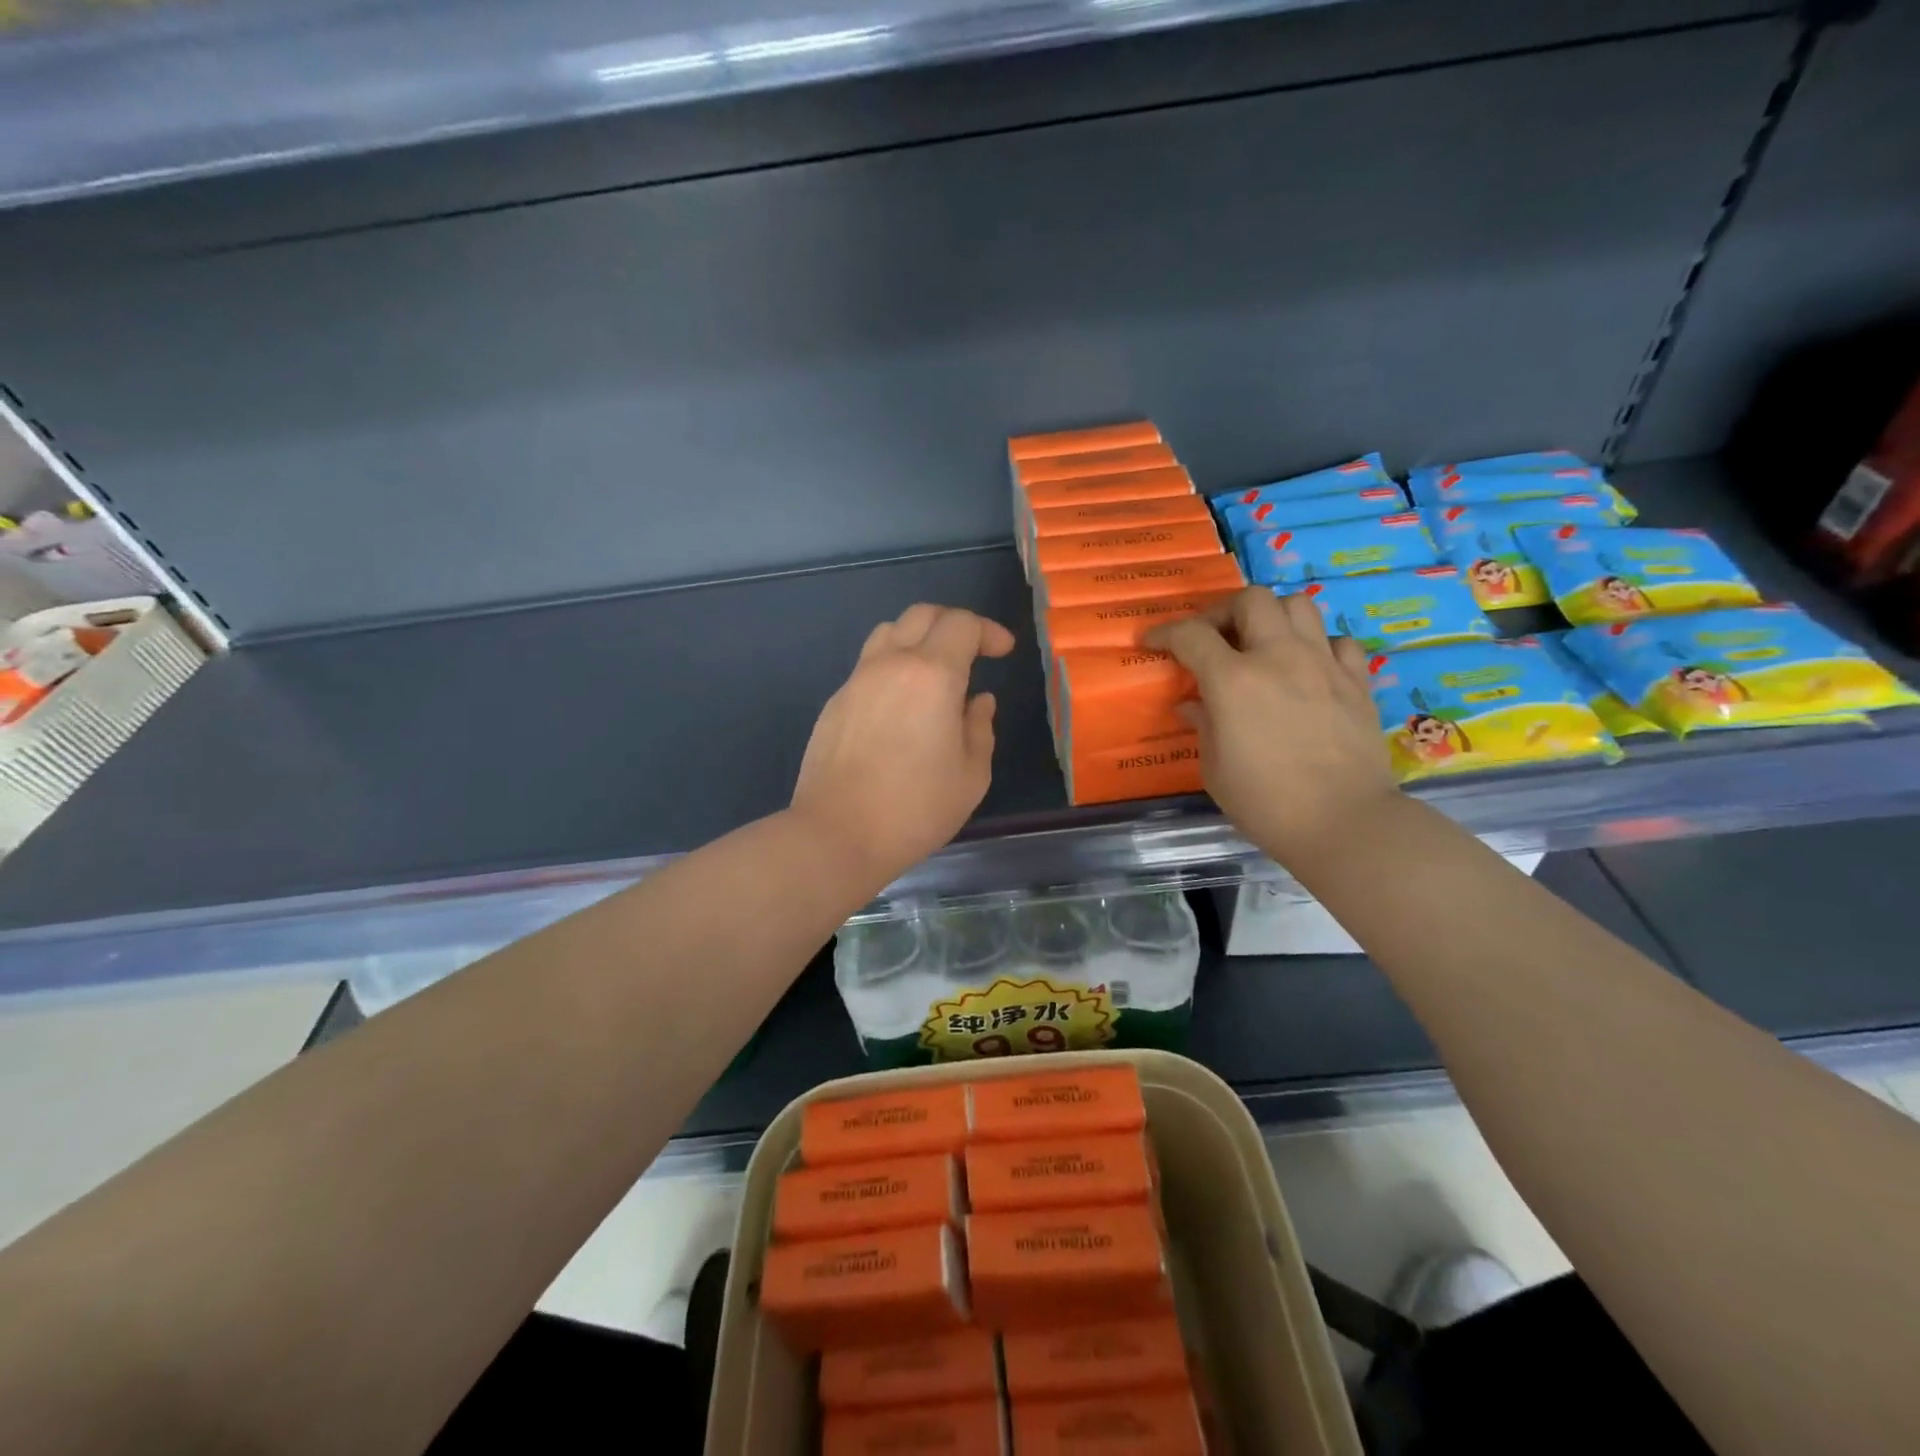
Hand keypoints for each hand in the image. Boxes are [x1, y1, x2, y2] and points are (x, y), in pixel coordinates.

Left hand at [790, 604, 1016, 889]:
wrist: (837, 834)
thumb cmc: (916, 808)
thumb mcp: (971, 775)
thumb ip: (980, 728)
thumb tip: (978, 701)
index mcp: (932, 674)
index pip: (962, 624)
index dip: (989, 631)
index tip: (1003, 652)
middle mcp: (891, 664)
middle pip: (922, 615)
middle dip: (955, 624)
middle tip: (974, 652)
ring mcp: (857, 680)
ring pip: (889, 632)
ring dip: (919, 638)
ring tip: (935, 670)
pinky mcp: (835, 702)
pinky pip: (869, 665)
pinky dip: (893, 665)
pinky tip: (903, 703)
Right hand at [1146, 587, 1398, 869]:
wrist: (1343, 823)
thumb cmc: (1265, 802)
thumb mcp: (1215, 768)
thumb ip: (1202, 724)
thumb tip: (1193, 703)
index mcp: (1233, 681)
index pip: (1191, 635)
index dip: (1165, 633)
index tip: (1152, 641)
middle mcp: (1278, 658)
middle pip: (1250, 599)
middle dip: (1224, 612)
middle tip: (1213, 639)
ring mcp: (1323, 664)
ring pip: (1298, 604)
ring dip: (1272, 617)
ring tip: (1261, 644)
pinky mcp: (1356, 681)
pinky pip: (1337, 641)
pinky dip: (1318, 645)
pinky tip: (1308, 667)